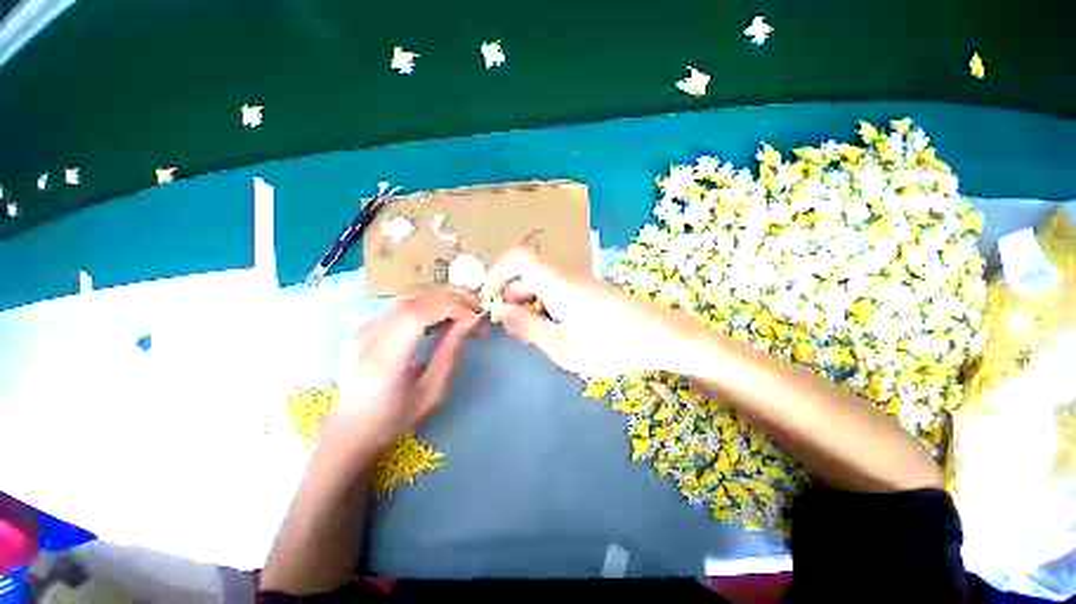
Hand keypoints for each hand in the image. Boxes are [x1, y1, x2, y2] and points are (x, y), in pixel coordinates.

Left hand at [322, 287, 481, 460]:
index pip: (419, 313)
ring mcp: (365, 327)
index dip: (452, 308)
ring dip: (443, 299)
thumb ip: (450, 354)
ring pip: (411, 297)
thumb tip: (468, 323)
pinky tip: (443, 318)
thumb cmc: (394, 418)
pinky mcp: (367, 326)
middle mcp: (369, 335)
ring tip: (465, 312)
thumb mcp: (431, 392)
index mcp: (384, 358)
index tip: (475, 319)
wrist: (349, 429)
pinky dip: (430, 305)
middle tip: (477, 309)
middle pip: (416, 298)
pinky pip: (404, 305)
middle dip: (453, 298)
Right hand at [483, 248, 701, 376]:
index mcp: (556, 282)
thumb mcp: (562, 345)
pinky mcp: (588, 293)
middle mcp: (566, 276)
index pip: (517, 257)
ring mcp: (579, 283)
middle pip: (526, 273)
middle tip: (515, 331)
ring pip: (541, 285)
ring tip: (535, 337)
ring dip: (529, 306)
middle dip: (511, 298)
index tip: (489, 300)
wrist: (662, 337)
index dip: (496, 272)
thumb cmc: (612, 344)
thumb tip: (502, 311)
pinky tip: (556, 332)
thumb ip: (528, 327)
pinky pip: (557, 293)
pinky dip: (546, 309)